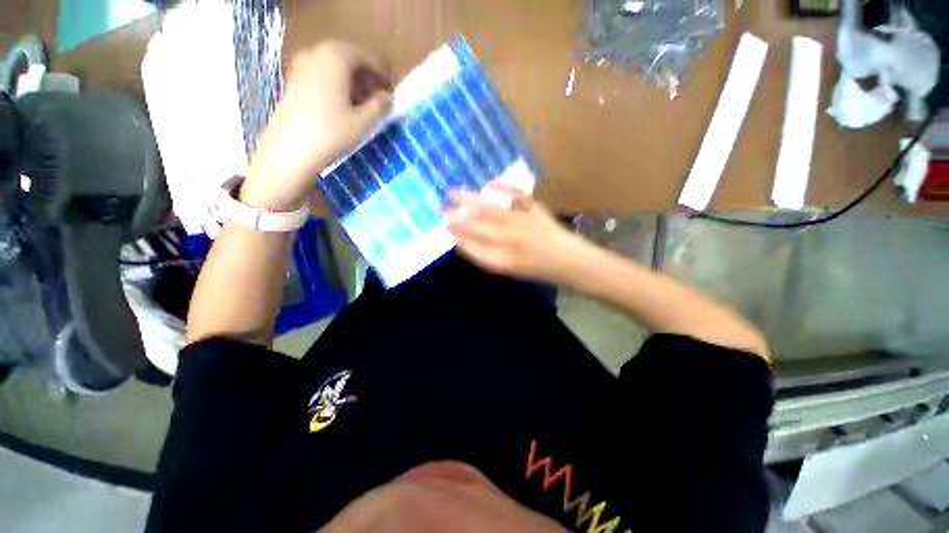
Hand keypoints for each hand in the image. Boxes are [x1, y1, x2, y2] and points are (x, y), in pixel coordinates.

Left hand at [242, 41, 391, 210]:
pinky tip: (343, 106)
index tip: (391, 91)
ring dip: (352, 82)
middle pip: (348, 59)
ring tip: (363, 105)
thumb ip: (379, 105)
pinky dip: (336, 85)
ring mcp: (301, 66)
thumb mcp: (363, 121)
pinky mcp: (293, 81)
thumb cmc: (332, 133)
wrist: (291, 150)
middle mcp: (317, 54)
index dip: (381, 74)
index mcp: (336, 57)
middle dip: (366, 77)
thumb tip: (387, 97)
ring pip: (334, 67)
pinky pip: (321, 75)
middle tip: (379, 98)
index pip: (365, 58)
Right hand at [444, 182, 585, 282]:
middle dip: (457, 218)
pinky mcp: (535, 210)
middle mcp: (509, 241)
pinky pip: (517, 196)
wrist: (570, 262)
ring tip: (453, 193)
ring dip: (469, 200)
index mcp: (502, 260)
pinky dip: (503, 187)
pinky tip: (490, 184)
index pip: (472, 246)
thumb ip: (487, 257)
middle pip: (477, 226)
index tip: (445, 227)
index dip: (457, 236)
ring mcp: (522, 224)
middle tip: (442, 210)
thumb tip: (466, 244)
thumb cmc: (538, 269)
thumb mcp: (509, 269)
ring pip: (490, 210)